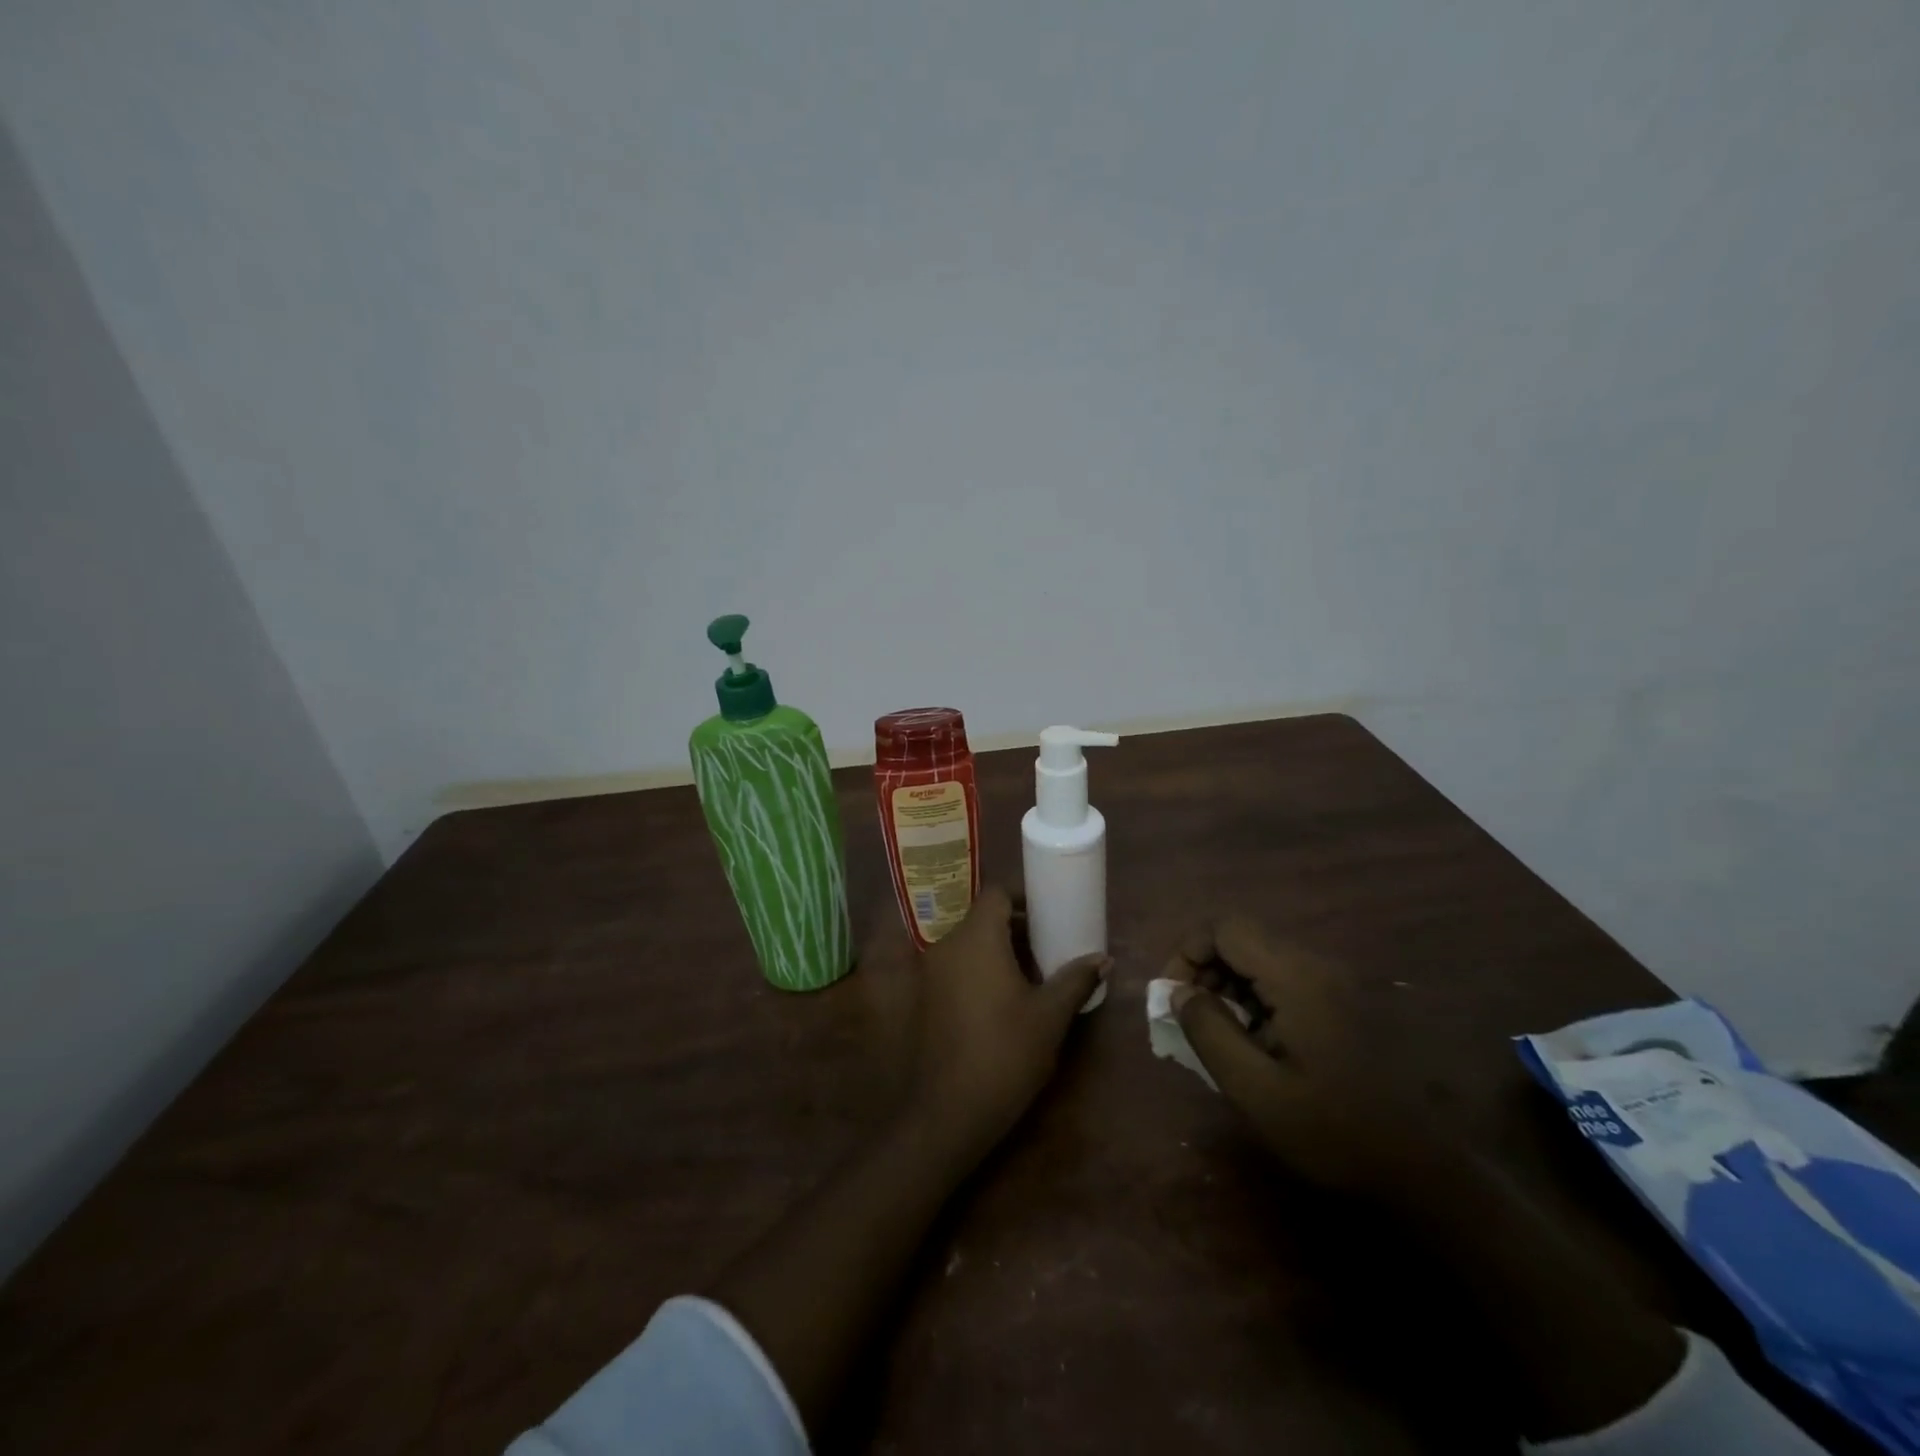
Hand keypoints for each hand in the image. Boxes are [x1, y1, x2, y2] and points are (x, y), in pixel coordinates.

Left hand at [902, 886, 1110, 1165]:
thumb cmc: (1005, 1054)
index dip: (1022, 897)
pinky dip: (977, 970)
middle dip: (1014, 927)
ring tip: (1031, 975)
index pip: (996, 894)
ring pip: (967, 945)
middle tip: (1048, 945)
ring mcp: (929, 974)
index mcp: (976, 938)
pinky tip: (1002, 1001)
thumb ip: (1076, 980)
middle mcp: (946, 946)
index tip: (1049, 913)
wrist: (947, 1112)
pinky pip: (954, 968)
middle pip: (981, 919)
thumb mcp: (1050, 1017)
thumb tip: (1104, 958)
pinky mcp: (923, 1000)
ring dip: (996, 950)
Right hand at [1166, 917, 1438, 1196]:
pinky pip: (1286, 980)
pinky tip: (1257, 1043)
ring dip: (1229, 985)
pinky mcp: (1346, 1003)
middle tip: (1189, 1017)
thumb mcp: (1255, 1089)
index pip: (1225, 928)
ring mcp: (1337, 983)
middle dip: (1206, 969)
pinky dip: (1257, 999)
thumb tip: (1179, 993)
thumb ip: (1209, 1032)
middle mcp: (1318, 966)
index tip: (1173, 996)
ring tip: (1219, 1034)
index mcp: (1296, 977)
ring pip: (1263, 959)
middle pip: (1243, 939)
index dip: (1188, 951)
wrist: (1426, 1172)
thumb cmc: (1334, 1131)